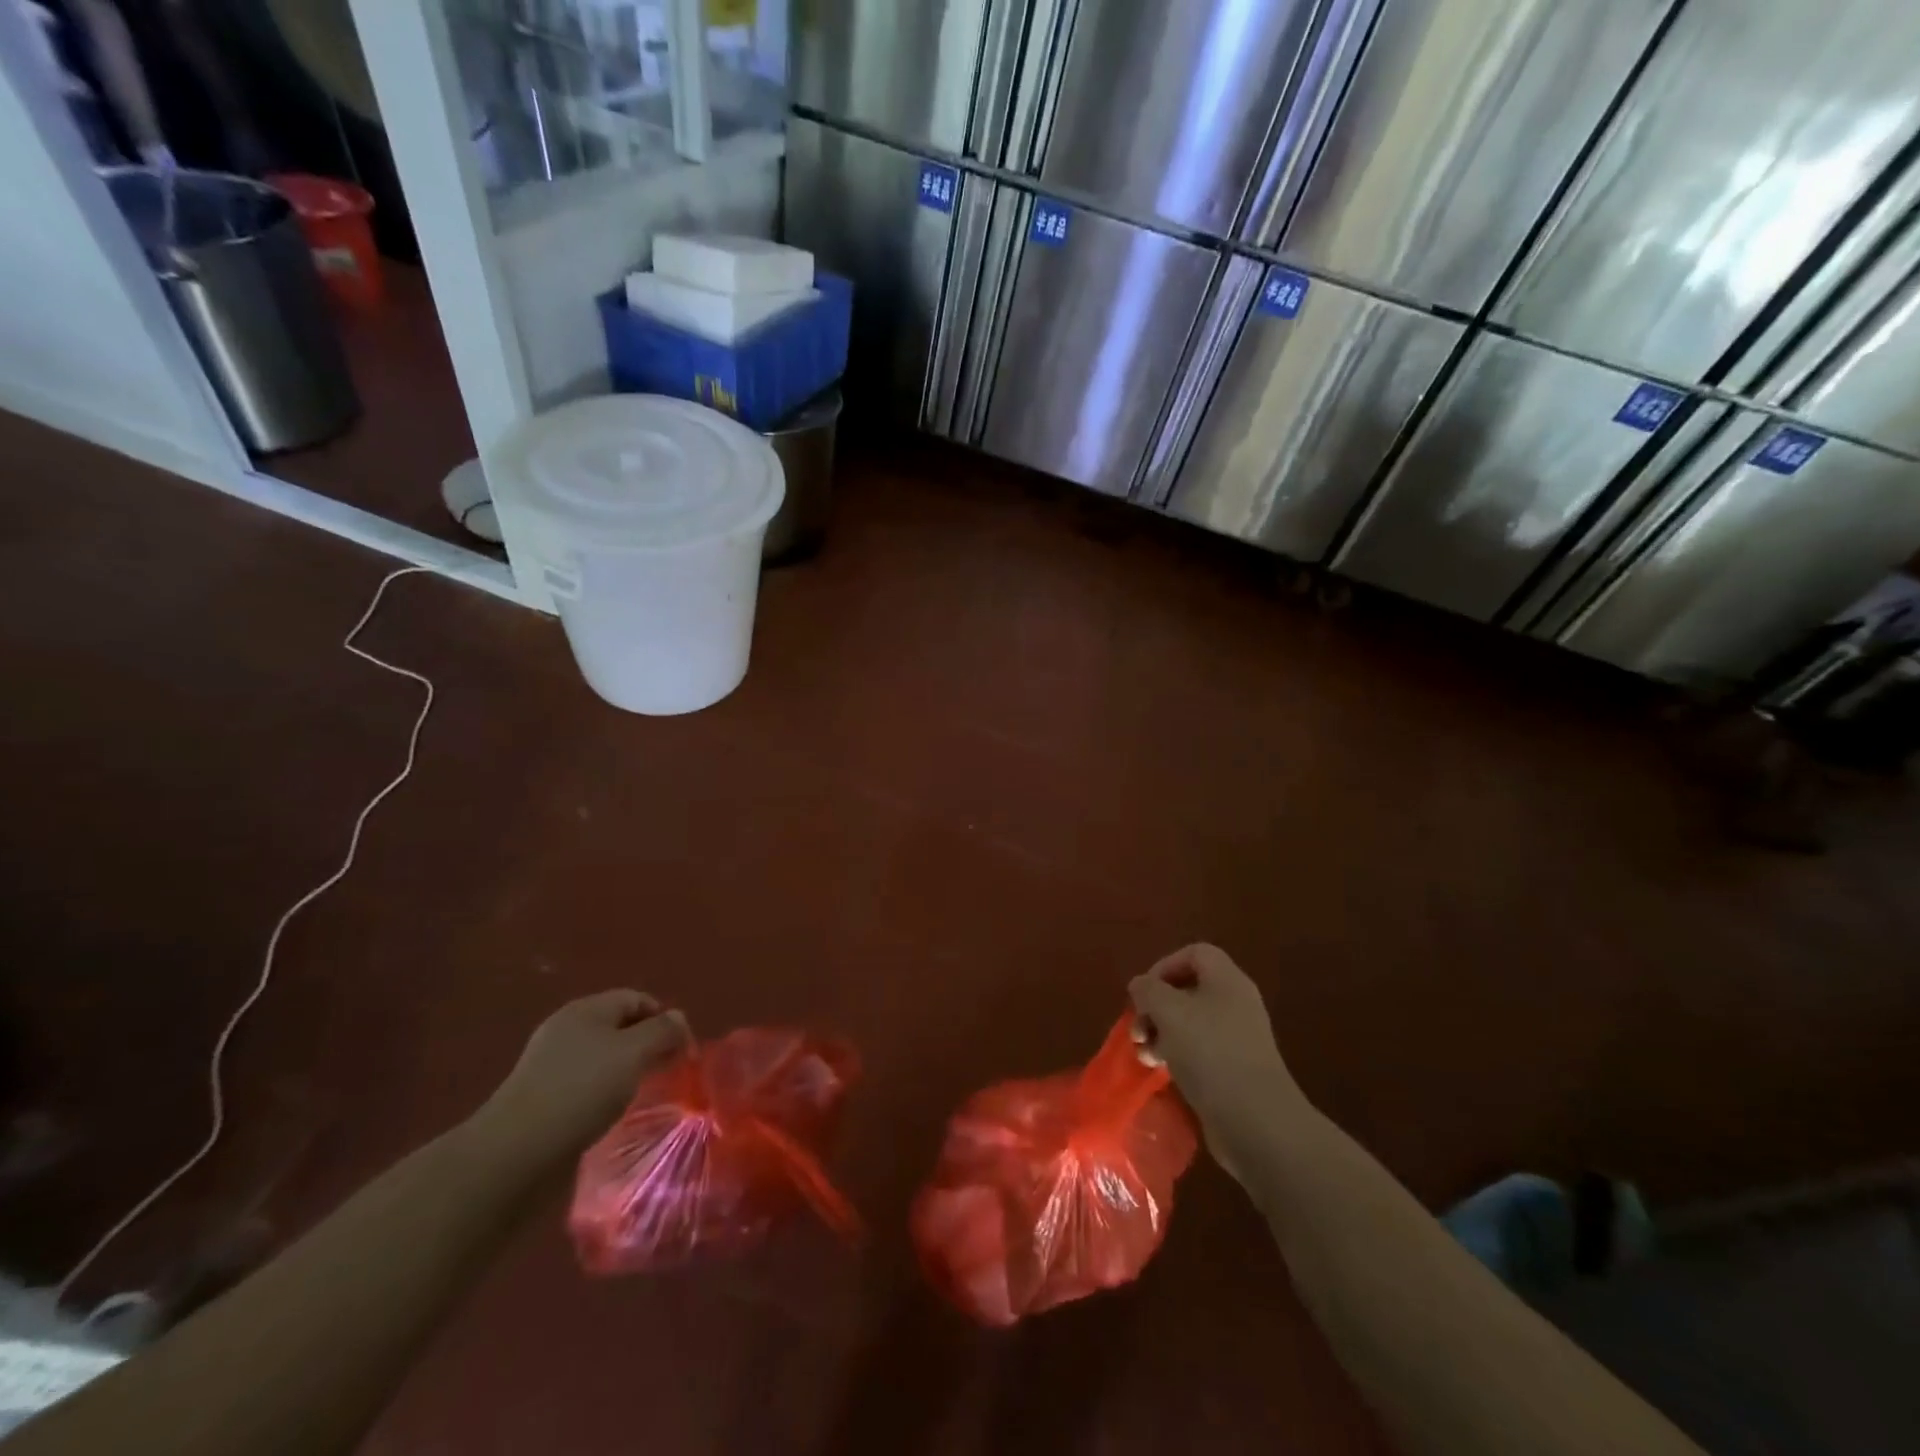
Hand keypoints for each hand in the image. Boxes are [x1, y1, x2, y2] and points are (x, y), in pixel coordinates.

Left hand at [476, 991, 689, 1169]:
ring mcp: (550, 1065)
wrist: (513, 1154)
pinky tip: (612, 1114)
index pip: (636, 999)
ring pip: (603, 1059)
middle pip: (619, 1027)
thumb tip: (678, 1019)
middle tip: (669, 1071)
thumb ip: (662, 1031)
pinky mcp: (542, 1099)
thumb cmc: (580, 1091)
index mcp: (586, 1009)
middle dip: (647, 1045)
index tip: (684, 1050)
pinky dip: (605, 1094)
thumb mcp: (633, 1053)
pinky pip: (585, 1086)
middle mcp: (567, 1030)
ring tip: (644, 1094)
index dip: (665, 1018)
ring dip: (627, 1072)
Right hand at [1129, 945, 1306, 1175]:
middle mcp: (1235, 1003)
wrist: (1256, 1121)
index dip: (1164, 966)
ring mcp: (1237, 1039)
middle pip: (1188, 990)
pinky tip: (1162, 1072)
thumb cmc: (1210, 1052)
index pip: (1194, 954)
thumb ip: (1148, 990)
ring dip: (1161, 1034)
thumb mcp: (1168, 1011)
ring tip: (1145, 1056)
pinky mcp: (1234, 1070)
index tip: (1144, 993)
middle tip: (1137, 1029)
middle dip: (1156, 1007)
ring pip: (1190, 1023)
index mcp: (1226, 980)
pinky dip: (1177, 1056)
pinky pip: (1199, 1051)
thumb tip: (1140, 986)